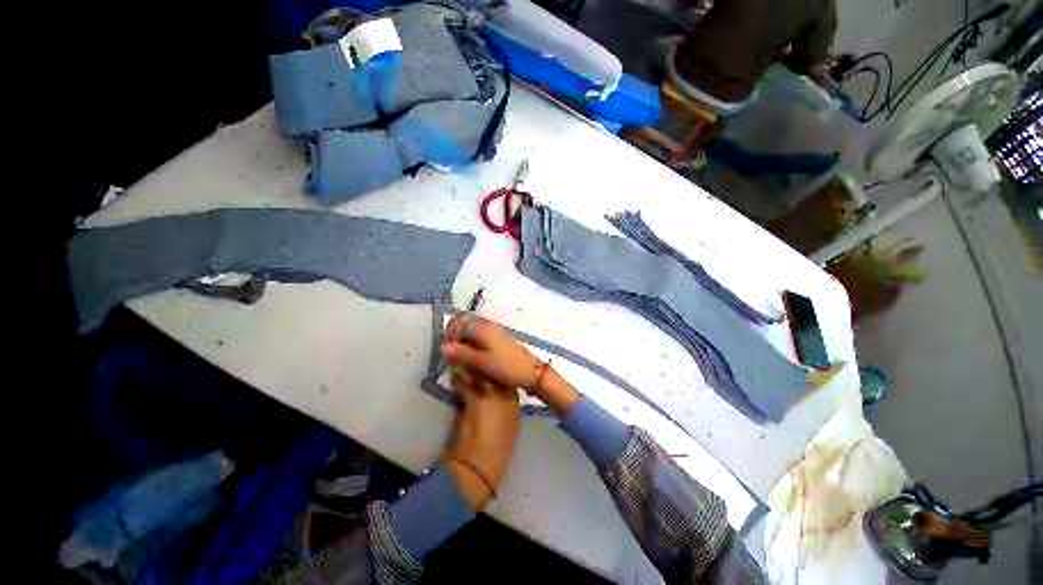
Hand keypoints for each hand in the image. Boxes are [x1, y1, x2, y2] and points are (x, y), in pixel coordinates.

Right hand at [442, 316, 544, 390]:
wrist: (532, 372)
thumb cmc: (506, 367)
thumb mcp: (482, 362)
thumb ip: (462, 353)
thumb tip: (443, 347)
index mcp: (483, 327)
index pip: (459, 321)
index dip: (449, 333)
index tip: (446, 350)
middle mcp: (488, 326)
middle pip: (465, 326)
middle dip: (455, 340)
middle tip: (451, 358)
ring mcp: (495, 332)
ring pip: (473, 334)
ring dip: (464, 345)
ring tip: (460, 362)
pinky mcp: (500, 340)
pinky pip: (482, 339)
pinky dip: (474, 347)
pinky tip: (474, 361)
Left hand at [444, 373, 520, 509]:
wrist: (480, 467)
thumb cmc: (496, 451)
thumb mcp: (508, 428)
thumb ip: (505, 408)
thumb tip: (498, 396)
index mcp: (515, 405)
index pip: (509, 380)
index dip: (500, 369)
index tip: (492, 362)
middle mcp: (507, 397)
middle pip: (497, 372)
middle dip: (488, 362)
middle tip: (478, 354)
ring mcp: (492, 397)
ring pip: (483, 374)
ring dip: (473, 367)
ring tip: (465, 361)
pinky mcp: (475, 401)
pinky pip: (466, 385)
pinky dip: (459, 381)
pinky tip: (454, 378)